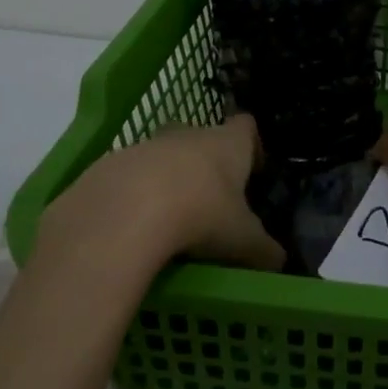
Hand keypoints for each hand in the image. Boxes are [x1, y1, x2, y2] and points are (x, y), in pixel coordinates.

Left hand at [36, 114, 284, 272]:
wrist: (123, 214)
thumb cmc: (200, 214)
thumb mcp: (242, 241)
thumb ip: (264, 250)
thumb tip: (279, 262)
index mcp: (228, 143)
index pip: (246, 126)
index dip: (251, 145)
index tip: (252, 170)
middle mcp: (189, 134)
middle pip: (202, 137)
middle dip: (205, 164)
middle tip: (210, 201)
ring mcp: (146, 147)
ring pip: (162, 157)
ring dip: (166, 181)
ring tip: (169, 223)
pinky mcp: (108, 167)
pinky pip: (127, 180)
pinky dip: (132, 200)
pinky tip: (132, 233)